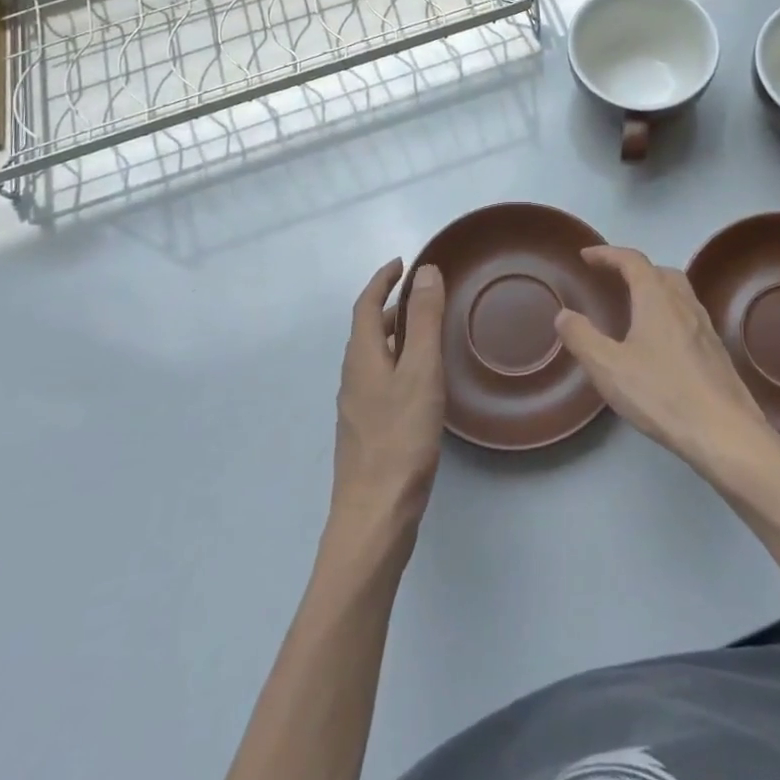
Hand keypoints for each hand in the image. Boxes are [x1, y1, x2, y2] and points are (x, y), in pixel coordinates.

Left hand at [329, 259, 445, 549]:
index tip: (403, 262)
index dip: (382, 280)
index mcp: (362, 357)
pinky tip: (421, 383)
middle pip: (367, 330)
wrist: (374, 516)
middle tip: (423, 296)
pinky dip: (398, 363)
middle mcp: (353, 377)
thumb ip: (424, 321)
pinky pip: (381, 380)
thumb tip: (425, 271)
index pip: (365, 304)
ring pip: (374, 357)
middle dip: (391, 306)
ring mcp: (357, 407)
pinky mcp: (368, 432)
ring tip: (427, 333)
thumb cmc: (400, 439)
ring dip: (394, 335)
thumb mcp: (420, 371)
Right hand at [555, 246, 779, 476]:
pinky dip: (669, 313)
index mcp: (657, 299)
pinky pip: (688, 316)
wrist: (726, 433)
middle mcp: (684, 303)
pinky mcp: (716, 352)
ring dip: (654, 289)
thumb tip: (564, 314)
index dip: (607, 254)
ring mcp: (705, 327)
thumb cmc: (662, 394)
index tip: (586, 255)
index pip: (632, 261)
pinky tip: (660, 343)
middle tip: (611, 279)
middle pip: (659, 271)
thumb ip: (582, 338)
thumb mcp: (609, 368)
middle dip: (633, 268)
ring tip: (635, 307)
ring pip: (678, 293)